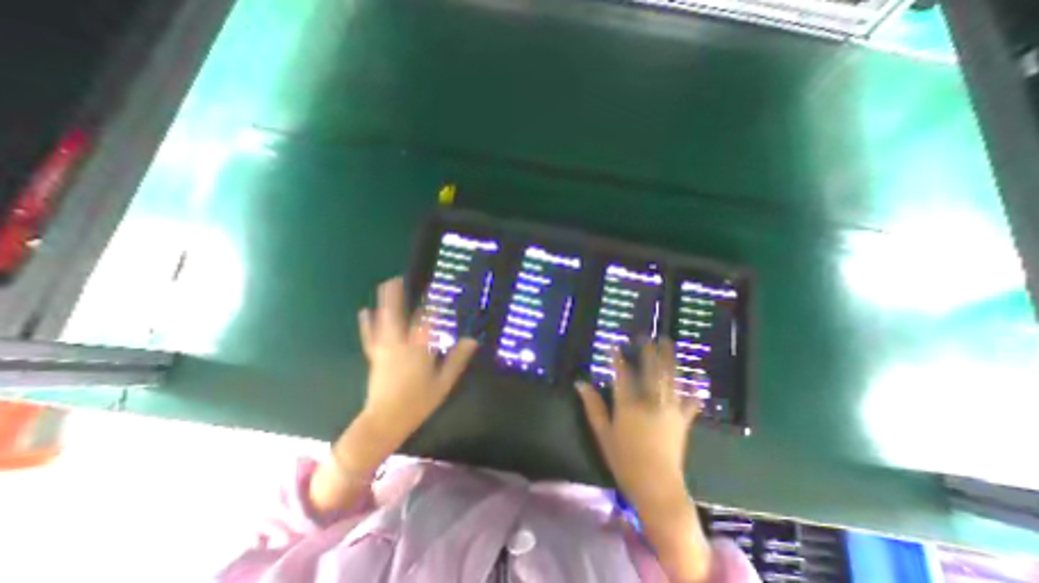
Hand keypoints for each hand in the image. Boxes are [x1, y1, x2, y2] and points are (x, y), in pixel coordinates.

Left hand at [311, 277, 476, 513]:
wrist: (384, 422)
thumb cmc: (418, 402)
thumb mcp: (444, 382)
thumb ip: (457, 359)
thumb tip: (472, 339)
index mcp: (418, 349)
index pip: (426, 320)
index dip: (431, 304)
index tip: (436, 289)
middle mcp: (399, 344)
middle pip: (397, 314)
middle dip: (397, 295)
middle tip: (399, 277)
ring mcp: (384, 349)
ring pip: (383, 320)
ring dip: (384, 301)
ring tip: (386, 285)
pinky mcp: (374, 356)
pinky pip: (370, 335)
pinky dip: (367, 322)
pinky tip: (365, 311)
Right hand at [577, 339, 714, 579]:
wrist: (657, 487)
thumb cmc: (624, 460)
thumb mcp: (603, 433)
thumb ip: (592, 406)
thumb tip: (580, 383)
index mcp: (629, 405)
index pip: (621, 374)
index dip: (617, 358)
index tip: (615, 345)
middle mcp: (651, 402)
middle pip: (650, 370)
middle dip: (648, 351)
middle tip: (647, 336)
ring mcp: (670, 410)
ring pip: (670, 378)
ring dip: (669, 358)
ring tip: (669, 342)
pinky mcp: (683, 420)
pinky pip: (692, 400)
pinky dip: (696, 387)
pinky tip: (700, 375)